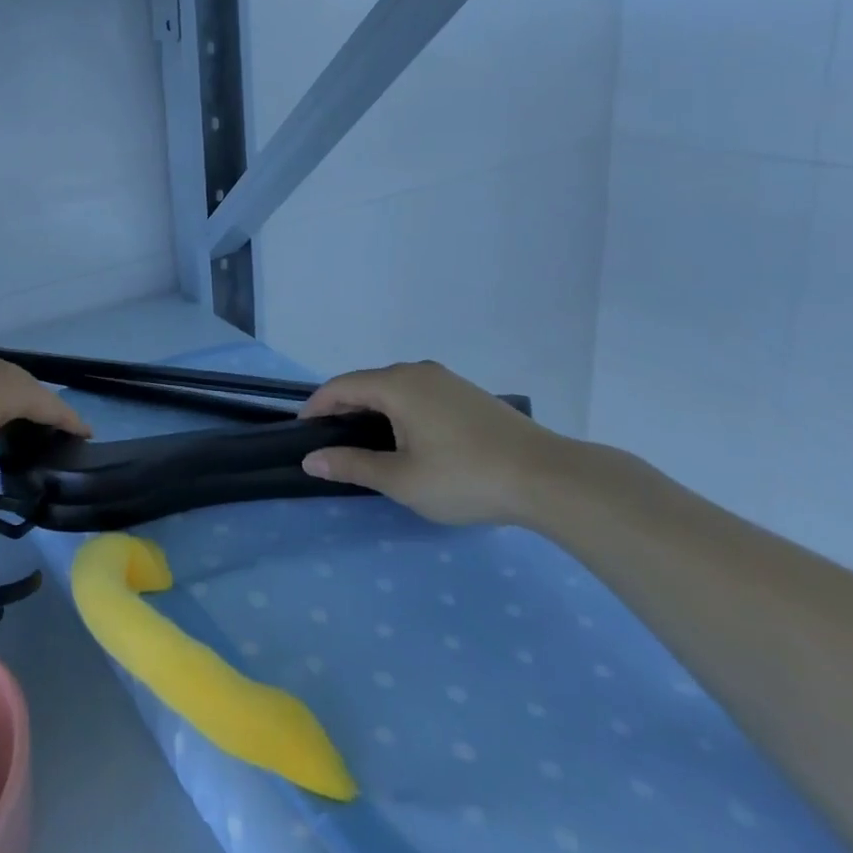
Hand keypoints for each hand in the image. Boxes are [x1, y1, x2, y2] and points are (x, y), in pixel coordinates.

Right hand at [298, 360, 568, 525]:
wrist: (549, 478)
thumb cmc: (465, 477)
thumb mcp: (401, 480)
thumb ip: (352, 465)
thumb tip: (311, 459)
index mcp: (396, 384)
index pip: (340, 387)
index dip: (316, 407)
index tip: (303, 433)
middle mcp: (418, 371)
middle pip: (366, 383)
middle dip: (343, 409)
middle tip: (332, 442)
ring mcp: (447, 380)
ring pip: (394, 388)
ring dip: (373, 410)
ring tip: (367, 443)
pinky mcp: (468, 394)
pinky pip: (418, 394)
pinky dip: (400, 411)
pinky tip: (409, 440)